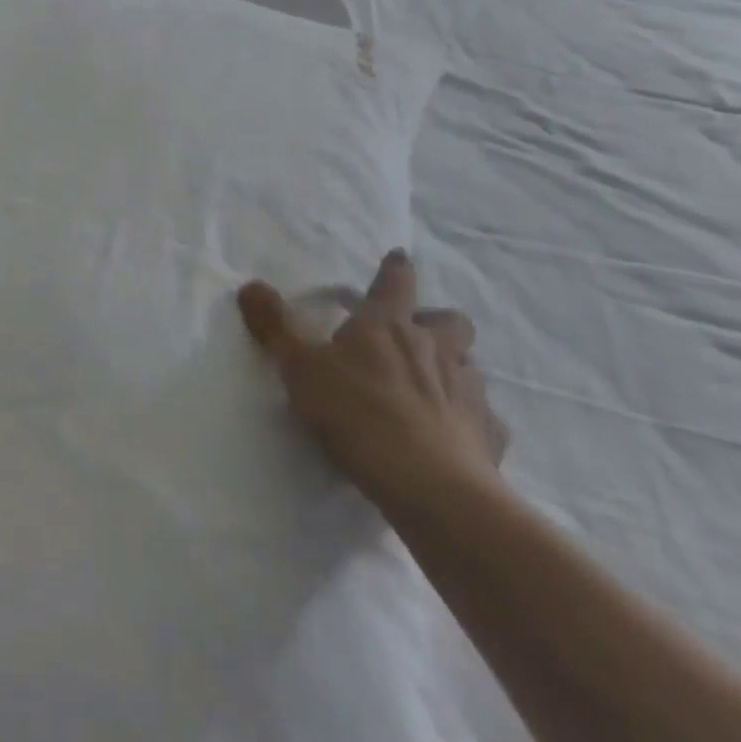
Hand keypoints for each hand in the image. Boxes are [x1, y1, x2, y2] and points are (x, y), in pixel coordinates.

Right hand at [238, 249, 508, 512]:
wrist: (429, 485)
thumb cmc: (357, 413)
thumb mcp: (300, 367)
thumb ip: (275, 326)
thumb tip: (250, 285)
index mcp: (388, 325)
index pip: (395, 283)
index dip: (395, 269)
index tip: (398, 257)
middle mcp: (435, 348)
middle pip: (451, 321)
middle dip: (437, 322)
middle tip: (416, 335)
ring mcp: (469, 391)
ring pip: (470, 366)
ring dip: (452, 368)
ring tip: (431, 387)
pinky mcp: (489, 435)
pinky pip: (484, 418)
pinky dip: (469, 420)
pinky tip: (453, 437)